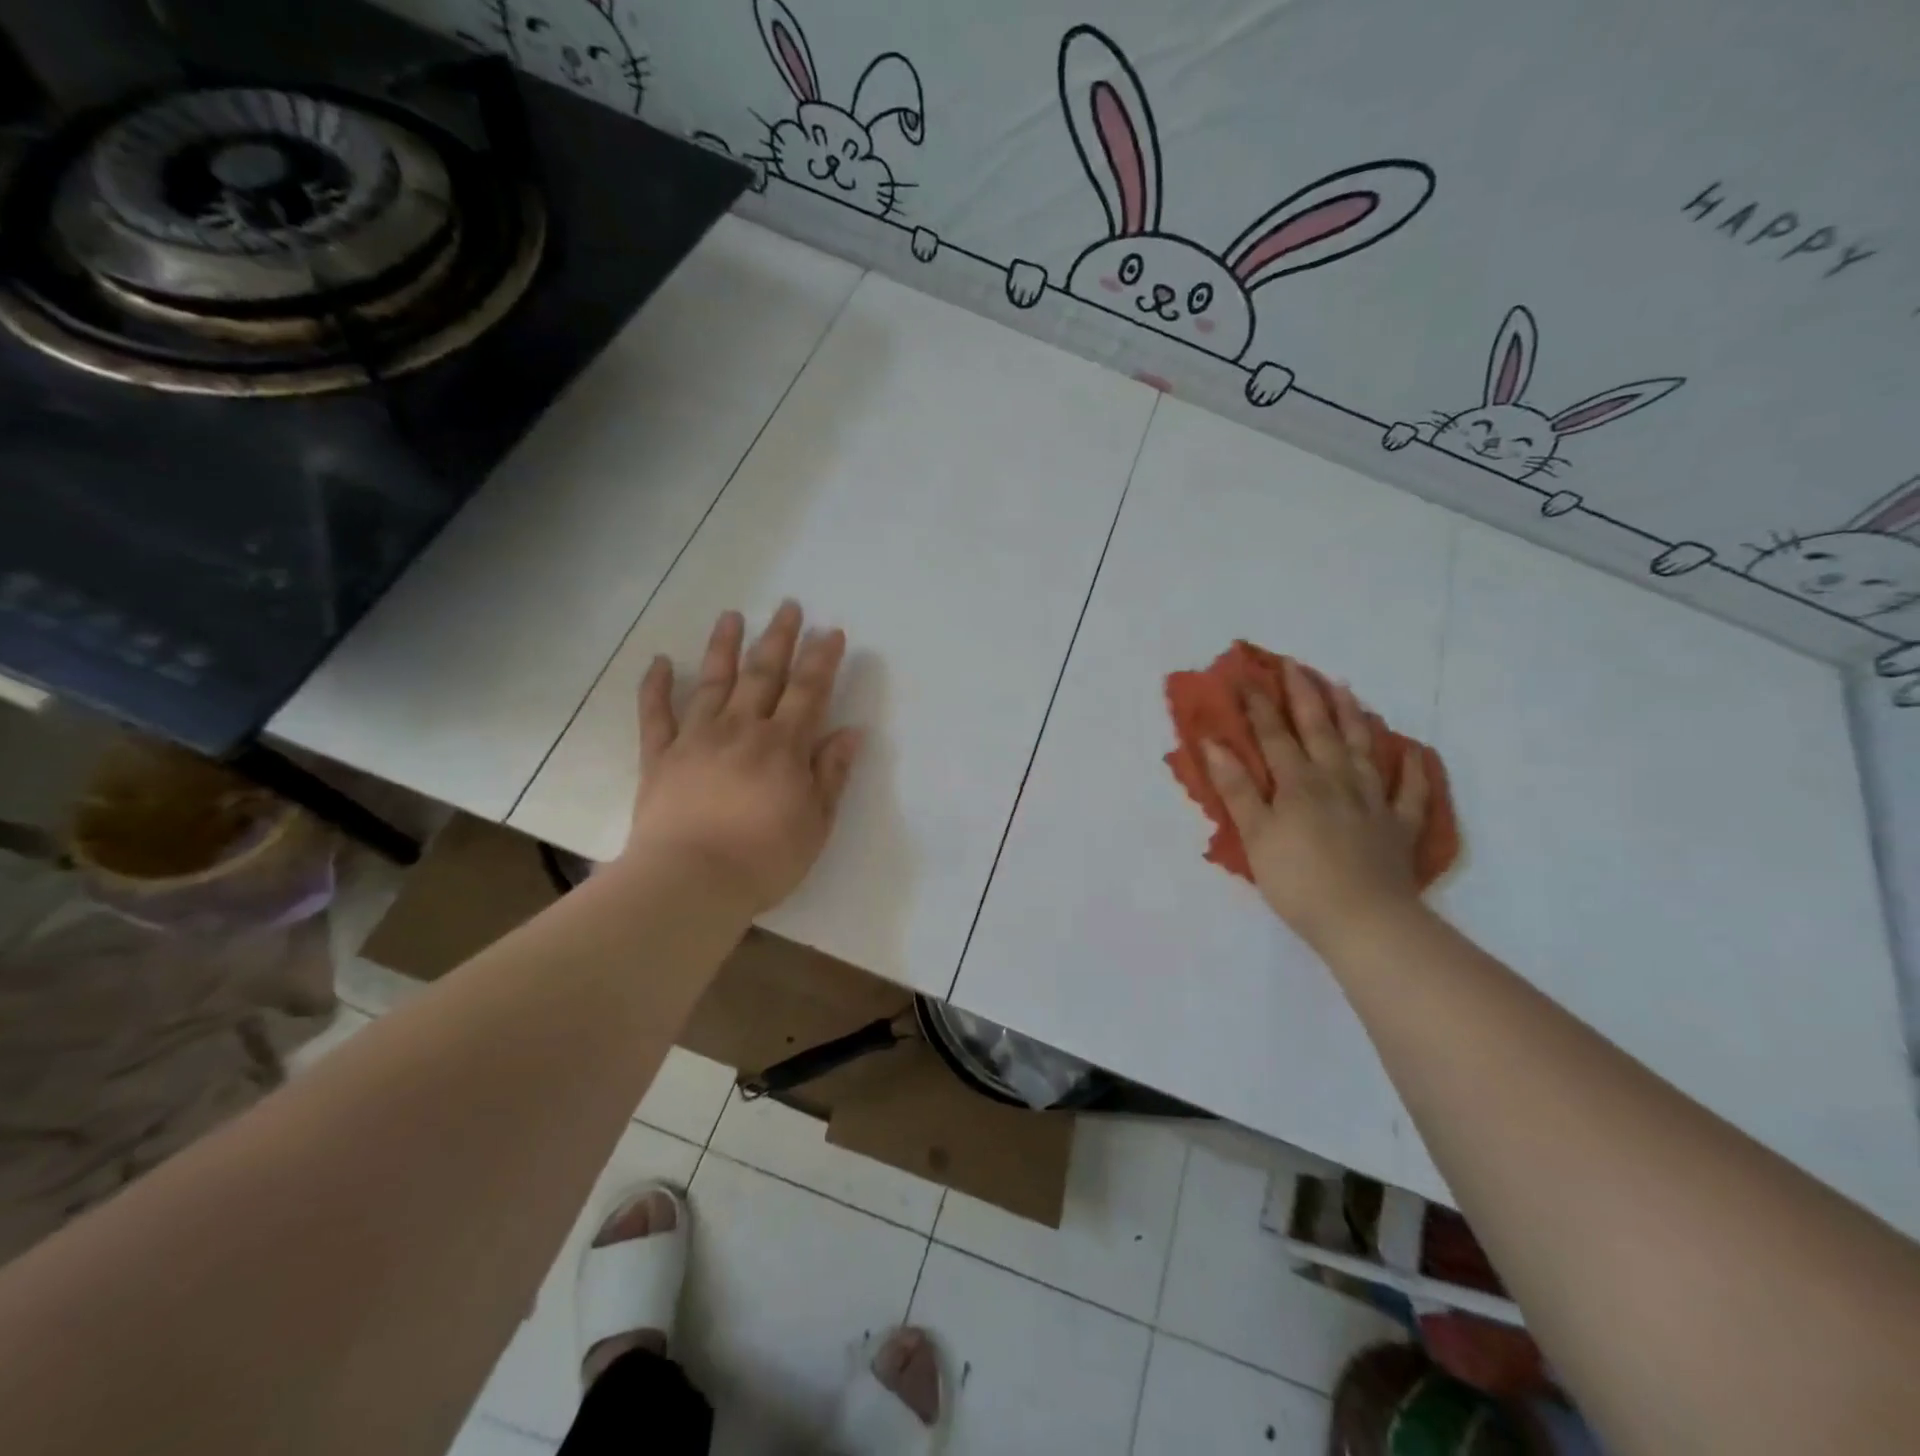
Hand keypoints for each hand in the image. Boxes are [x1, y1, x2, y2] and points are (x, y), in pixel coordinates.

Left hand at [621, 602, 862, 914]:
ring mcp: (696, 738)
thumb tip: (851, 733)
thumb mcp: (816, 823)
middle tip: (787, 607)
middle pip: (763, 674)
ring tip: (731, 615)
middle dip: (779, 638)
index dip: (822, 659)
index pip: (808, 691)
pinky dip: (656, 686)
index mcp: (783, 746)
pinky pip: (655, 714)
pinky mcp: (659, 757)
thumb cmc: (763, 859)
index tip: (831, 632)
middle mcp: (741, 729)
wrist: (690, 883)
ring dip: (724, 646)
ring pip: (713, 681)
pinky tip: (659, 661)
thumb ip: (832, 774)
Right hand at [1202, 659, 1427, 949]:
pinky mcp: (1398, 827)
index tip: (1246, 677)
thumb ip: (1237, 788)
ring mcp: (1372, 802)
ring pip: (1362, 749)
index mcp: (1298, 783)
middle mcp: (1336, 781)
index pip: (1274, 735)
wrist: (1364, 921)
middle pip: (1319, 730)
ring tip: (1344, 688)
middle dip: (1305, 696)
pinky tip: (1409, 750)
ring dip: (1351, 716)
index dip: (1259, 706)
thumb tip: (1214, 744)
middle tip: (1296, 665)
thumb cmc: (1297, 880)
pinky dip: (1410, 769)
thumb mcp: (1255, 835)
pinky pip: (1409, 791)